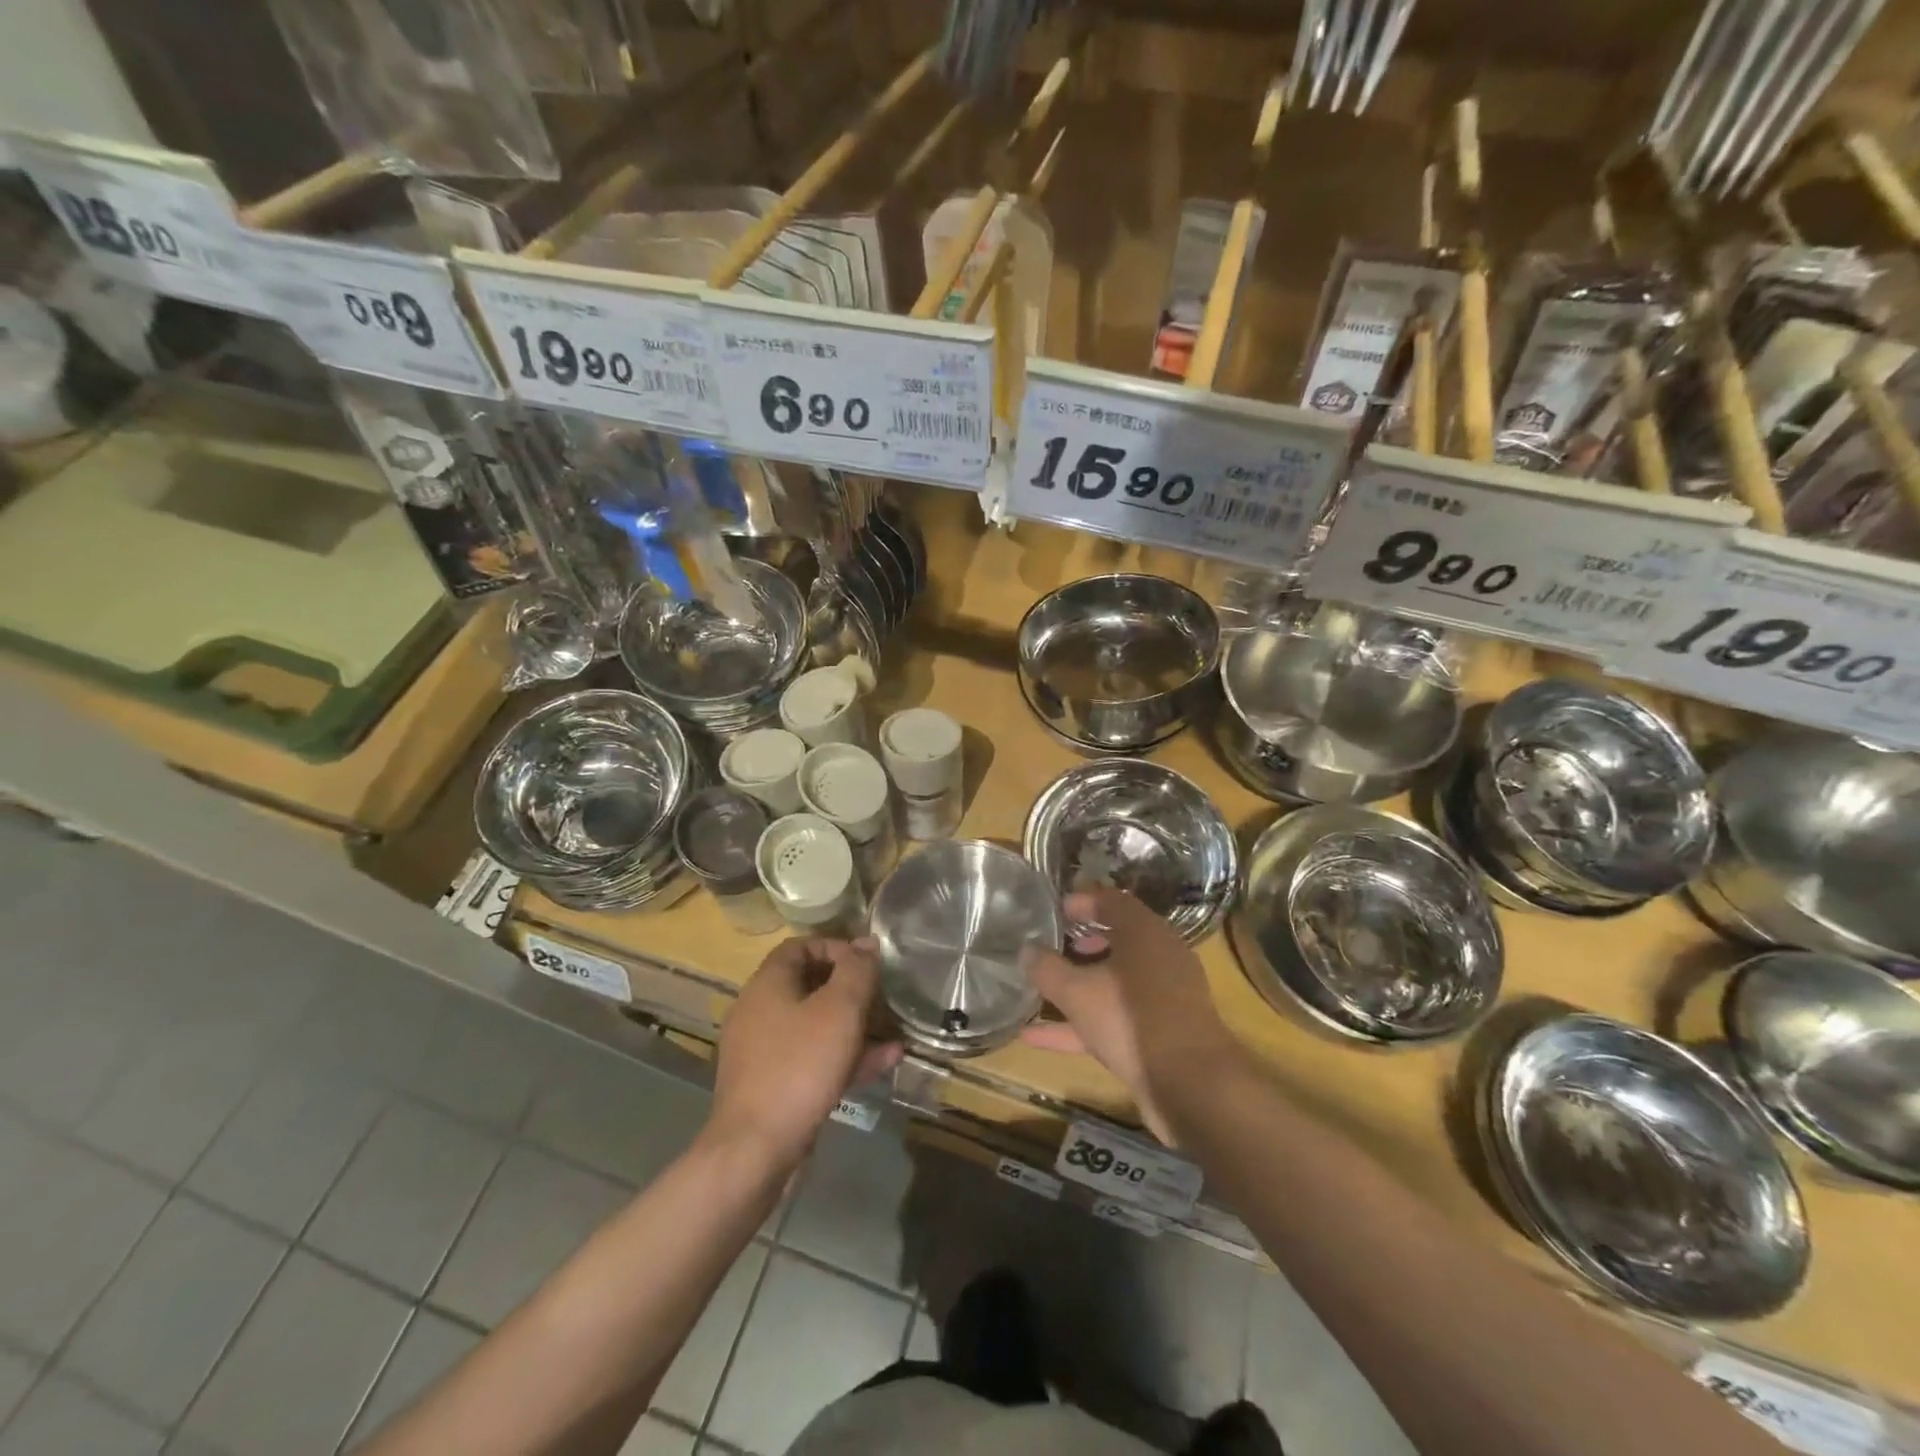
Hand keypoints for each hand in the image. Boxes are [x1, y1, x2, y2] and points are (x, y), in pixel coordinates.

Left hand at [707, 938, 901, 1174]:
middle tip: (881, 997)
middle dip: (850, 989)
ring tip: (893, 1032)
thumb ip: (856, 971)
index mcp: (767, 984)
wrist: (755, 1149)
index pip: (800, 946)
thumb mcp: (839, 1010)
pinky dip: (844, 1057)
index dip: (836, 947)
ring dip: (854, 1026)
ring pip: (814, 1025)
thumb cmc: (799, 1066)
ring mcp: (763, 1051)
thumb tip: (866, 942)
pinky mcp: (771, 1085)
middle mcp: (759, 1011)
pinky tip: (884, 1063)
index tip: (866, 962)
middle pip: (808, 985)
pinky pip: (812, 1058)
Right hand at [1020, 887, 1237, 1144]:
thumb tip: (1026, 950)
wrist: (1190, 1085)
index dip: (1081, 902)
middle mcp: (1159, 958)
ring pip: (1113, 983)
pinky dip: (1080, 1024)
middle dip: (1080, 945)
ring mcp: (1162, 998)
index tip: (1054, 910)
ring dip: (1078, 987)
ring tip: (1038, 990)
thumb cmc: (1131, 1019)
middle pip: (1115, 941)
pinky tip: (1035, 1037)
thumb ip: (1047, 969)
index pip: (1111, 901)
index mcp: (1145, 933)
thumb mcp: (1078, 992)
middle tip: (1048, 948)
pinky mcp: (1159, 1033)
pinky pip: (1114, 1018)